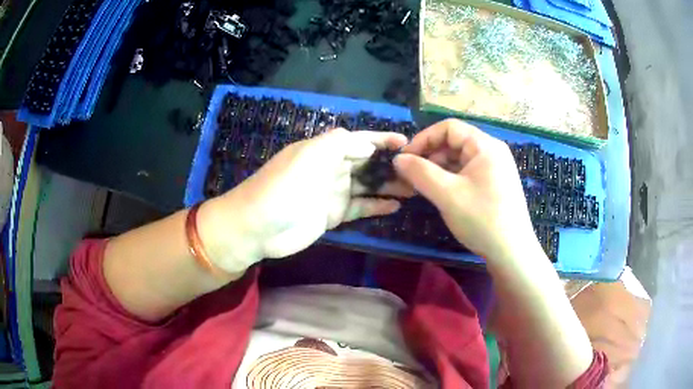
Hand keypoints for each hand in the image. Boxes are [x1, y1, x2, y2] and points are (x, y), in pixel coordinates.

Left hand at [200, 129, 411, 272]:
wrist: (257, 227)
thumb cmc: (284, 187)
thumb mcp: (310, 156)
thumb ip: (339, 143)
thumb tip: (367, 143)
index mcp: (325, 150)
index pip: (360, 140)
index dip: (383, 140)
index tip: (408, 143)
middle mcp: (330, 168)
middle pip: (367, 163)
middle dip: (391, 165)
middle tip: (419, 171)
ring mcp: (332, 193)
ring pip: (367, 186)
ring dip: (388, 186)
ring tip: (414, 189)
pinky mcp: (332, 216)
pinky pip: (360, 208)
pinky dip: (377, 206)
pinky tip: (395, 207)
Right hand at [393, 119, 537, 263]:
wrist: (511, 253)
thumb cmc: (482, 219)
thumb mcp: (447, 194)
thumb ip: (420, 173)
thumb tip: (397, 159)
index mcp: (485, 146)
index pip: (449, 128)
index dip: (424, 139)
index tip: (405, 159)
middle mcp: (492, 151)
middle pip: (454, 142)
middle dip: (430, 156)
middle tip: (412, 176)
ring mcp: (495, 168)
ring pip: (460, 159)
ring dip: (439, 169)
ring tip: (423, 187)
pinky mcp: (495, 184)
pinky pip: (468, 172)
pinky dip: (451, 179)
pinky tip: (441, 194)